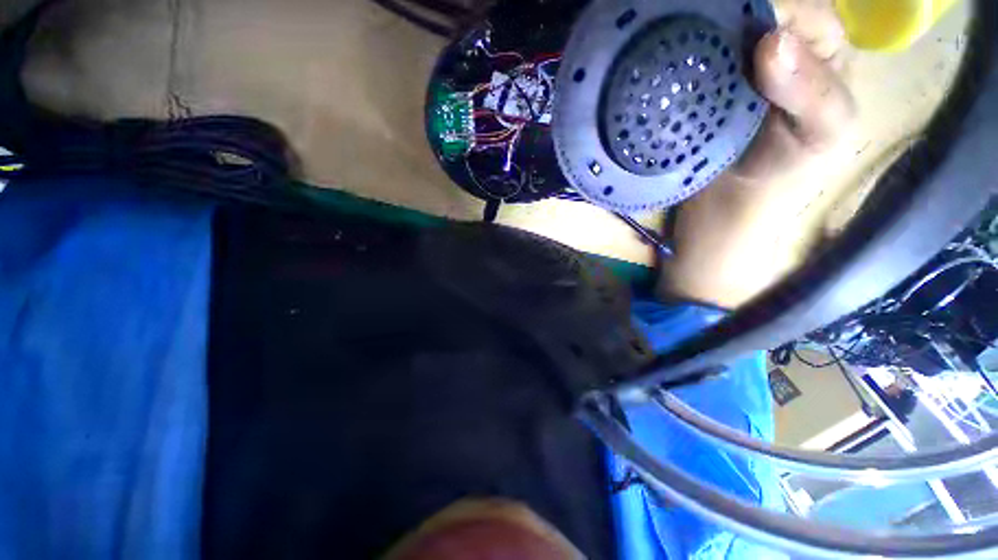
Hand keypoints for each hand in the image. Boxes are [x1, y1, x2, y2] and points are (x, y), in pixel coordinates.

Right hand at [660, 25, 855, 309]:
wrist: (729, 203)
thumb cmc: (786, 171)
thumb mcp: (822, 134)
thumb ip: (814, 91)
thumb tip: (770, 42)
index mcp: (820, 47)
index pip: (801, 7)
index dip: (773, 10)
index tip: (739, 34)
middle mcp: (778, 44)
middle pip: (754, 10)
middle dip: (727, 16)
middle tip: (697, 30)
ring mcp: (734, 63)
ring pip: (720, 29)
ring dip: (699, 32)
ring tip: (676, 41)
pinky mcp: (701, 84)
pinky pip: (693, 58)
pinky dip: (681, 57)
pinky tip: (667, 62)